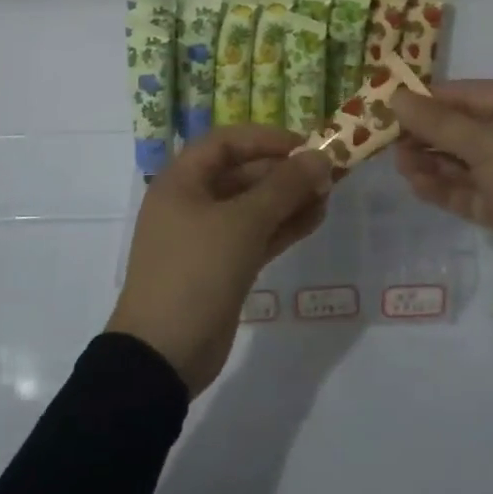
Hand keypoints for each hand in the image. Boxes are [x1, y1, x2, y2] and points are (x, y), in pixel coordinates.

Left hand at [108, 126, 332, 395]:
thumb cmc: (196, 271)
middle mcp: (191, 202)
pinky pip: (255, 236)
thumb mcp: (243, 223)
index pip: (226, 142)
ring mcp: (205, 237)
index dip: (266, 139)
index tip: (305, 145)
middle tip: (326, 174)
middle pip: (242, 173)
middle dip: (283, 172)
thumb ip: (284, 187)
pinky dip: (282, 227)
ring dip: (288, 200)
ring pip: (252, 207)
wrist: (163, 354)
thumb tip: (321, 158)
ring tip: (328, 196)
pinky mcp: (221, 267)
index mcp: (182, 181)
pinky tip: (315, 219)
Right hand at [392, 81, 492, 298]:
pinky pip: (470, 192)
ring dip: (431, 162)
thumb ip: (438, 123)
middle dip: (425, 133)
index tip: (388, 106)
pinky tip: (416, 185)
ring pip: (463, 162)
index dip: (428, 99)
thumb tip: (395, 96)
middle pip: (462, 128)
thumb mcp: (488, 143)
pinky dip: (444, 188)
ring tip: (398, 164)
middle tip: (386, 141)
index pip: (466, 95)